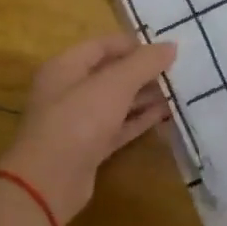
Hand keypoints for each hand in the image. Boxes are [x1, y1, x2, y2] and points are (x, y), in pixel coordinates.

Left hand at [0, 33, 177, 225]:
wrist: (49, 181)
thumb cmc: (78, 120)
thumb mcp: (114, 85)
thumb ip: (143, 63)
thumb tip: (171, 46)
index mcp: (65, 67)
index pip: (101, 46)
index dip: (132, 44)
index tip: (164, 49)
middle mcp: (69, 91)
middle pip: (109, 74)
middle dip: (142, 71)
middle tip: (176, 70)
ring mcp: (78, 121)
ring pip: (116, 102)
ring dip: (144, 96)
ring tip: (177, 91)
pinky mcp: (89, 148)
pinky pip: (118, 127)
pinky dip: (139, 120)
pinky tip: (164, 114)